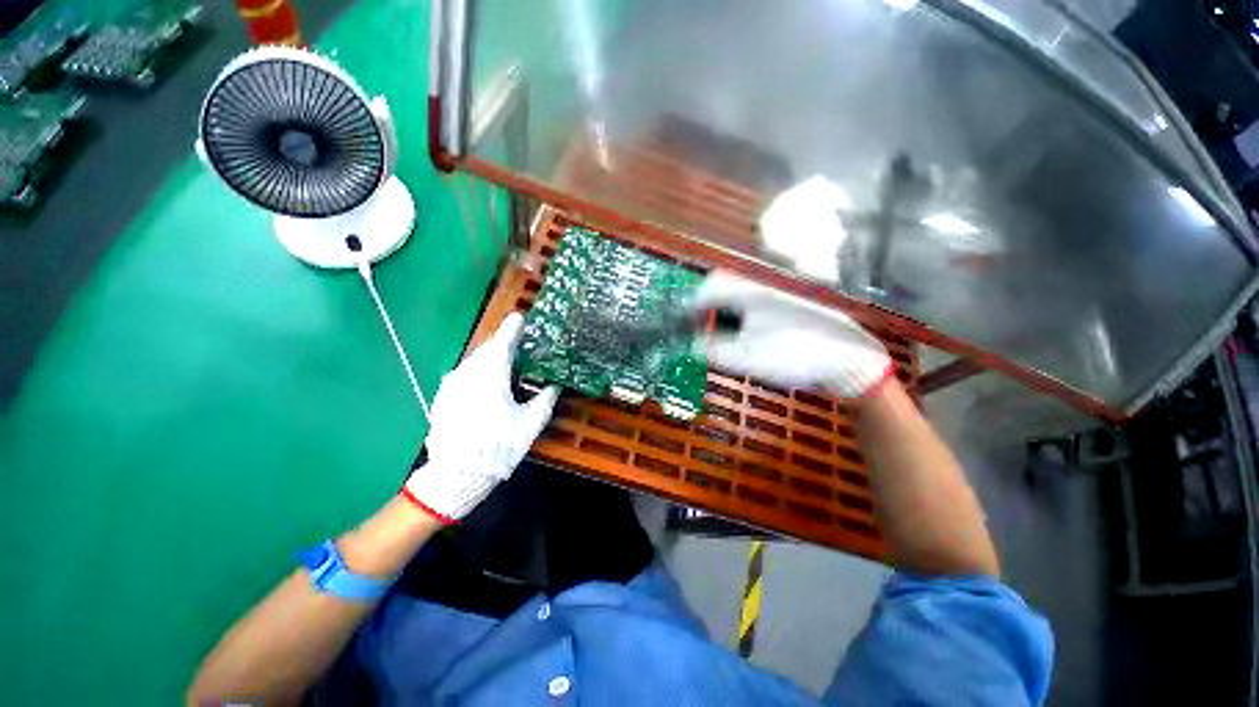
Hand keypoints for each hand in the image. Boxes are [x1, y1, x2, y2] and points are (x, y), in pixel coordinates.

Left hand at [402, 313, 559, 522]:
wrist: (456, 475)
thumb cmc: (498, 447)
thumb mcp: (530, 424)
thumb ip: (544, 399)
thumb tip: (554, 386)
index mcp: (491, 375)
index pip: (503, 342)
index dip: (513, 328)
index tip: (520, 317)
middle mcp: (468, 373)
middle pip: (487, 350)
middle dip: (503, 344)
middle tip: (520, 343)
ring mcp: (452, 385)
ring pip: (474, 362)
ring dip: (491, 358)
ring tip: (507, 363)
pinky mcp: (444, 397)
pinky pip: (465, 375)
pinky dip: (479, 372)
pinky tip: (488, 386)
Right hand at [691, 272, 892, 398]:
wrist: (846, 358)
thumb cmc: (792, 355)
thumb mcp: (744, 358)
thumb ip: (711, 351)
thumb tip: (691, 345)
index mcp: (747, 294)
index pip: (707, 288)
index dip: (690, 305)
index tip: (682, 323)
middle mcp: (759, 289)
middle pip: (721, 286)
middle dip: (704, 306)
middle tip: (697, 327)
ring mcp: (775, 296)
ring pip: (736, 295)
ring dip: (721, 311)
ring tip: (717, 334)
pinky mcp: (785, 308)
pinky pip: (751, 304)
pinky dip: (738, 316)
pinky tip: (743, 336)